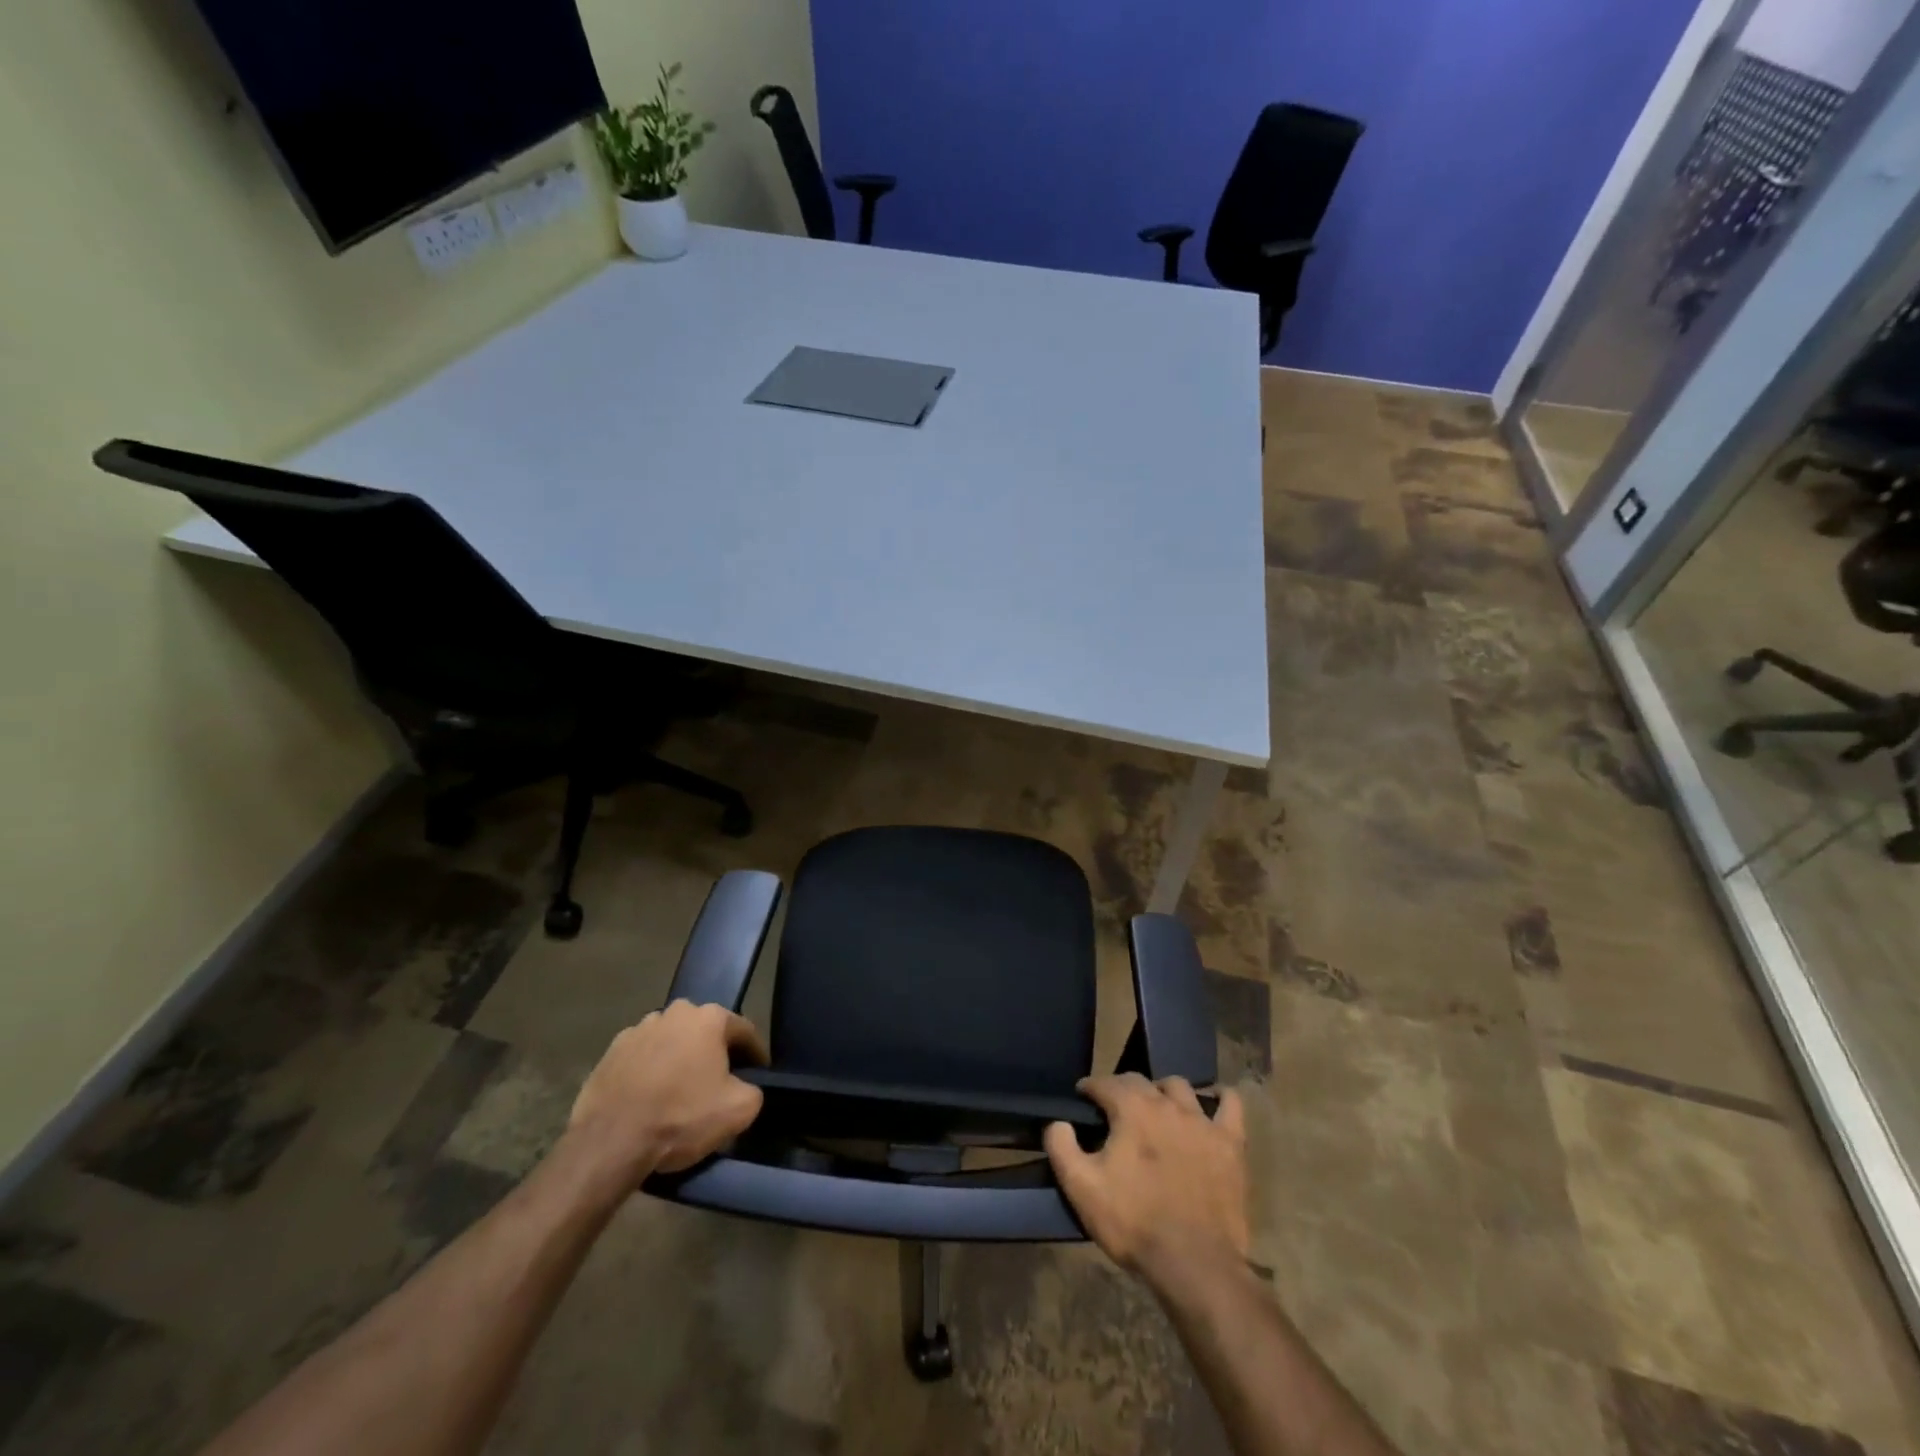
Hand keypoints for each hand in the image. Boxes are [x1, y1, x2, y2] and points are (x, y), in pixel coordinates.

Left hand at [567, 1001, 768, 1181]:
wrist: (609, 1142)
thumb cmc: (680, 1117)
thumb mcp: (739, 1110)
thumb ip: (754, 1090)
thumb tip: (745, 1087)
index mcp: (708, 1017)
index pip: (744, 1031)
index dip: (755, 1054)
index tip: (758, 1074)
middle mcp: (674, 1012)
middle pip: (705, 1032)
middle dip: (713, 1053)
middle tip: (717, 1083)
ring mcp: (638, 1029)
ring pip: (671, 1041)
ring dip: (679, 1059)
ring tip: (678, 1092)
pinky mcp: (610, 1051)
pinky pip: (642, 1057)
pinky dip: (649, 1071)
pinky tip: (649, 1098)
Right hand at [1044, 1074, 1247, 1292]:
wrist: (1195, 1265)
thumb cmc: (1134, 1223)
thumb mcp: (1082, 1189)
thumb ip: (1062, 1147)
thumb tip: (1058, 1122)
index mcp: (1131, 1108)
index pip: (1104, 1083)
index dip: (1089, 1088)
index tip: (1082, 1099)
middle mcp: (1167, 1103)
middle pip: (1140, 1081)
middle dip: (1123, 1089)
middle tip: (1115, 1111)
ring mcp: (1203, 1121)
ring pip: (1180, 1087)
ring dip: (1164, 1092)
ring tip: (1157, 1110)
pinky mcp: (1231, 1144)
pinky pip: (1231, 1105)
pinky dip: (1221, 1099)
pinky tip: (1214, 1103)